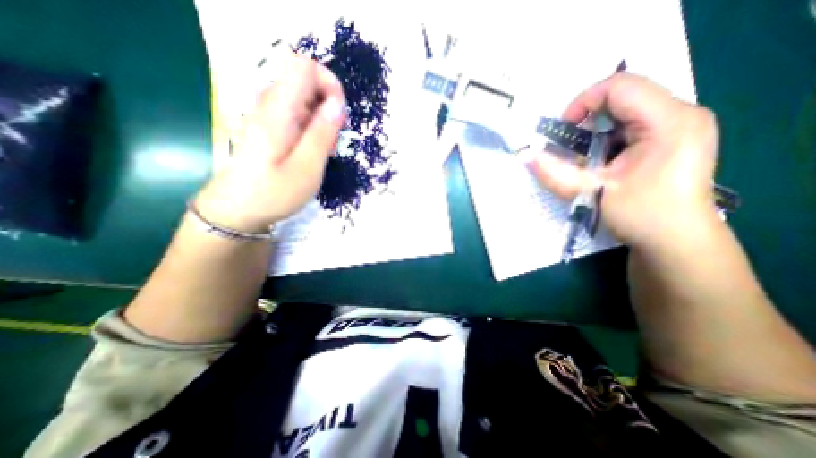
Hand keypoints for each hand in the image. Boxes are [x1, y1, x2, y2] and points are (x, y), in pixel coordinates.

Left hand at [195, 54, 345, 232]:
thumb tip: (337, 104)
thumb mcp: (307, 168)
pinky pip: (298, 115)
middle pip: (305, 81)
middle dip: (329, 105)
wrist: (238, 209)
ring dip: (323, 119)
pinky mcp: (271, 127)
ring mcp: (269, 116)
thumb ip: (322, 134)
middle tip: (333, 139)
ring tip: (325, 149)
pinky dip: (313, 127)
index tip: (340, 113)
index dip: (328, 82)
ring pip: (304, 99)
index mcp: (278, 111)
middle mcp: (270, 105)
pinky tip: (313, 150)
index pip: (303, 66)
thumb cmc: (273, 193)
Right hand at [526, 75, 715, 254]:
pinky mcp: (674, 137)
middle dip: (588, 117)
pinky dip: (608, 137)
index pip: (621, 86)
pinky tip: (602, 160)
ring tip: (585, 156)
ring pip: (627, 109)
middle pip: (624, 95)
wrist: (677, 241)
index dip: (583, 102)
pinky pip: (633, 123)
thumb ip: (554, 173)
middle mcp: (682, 114)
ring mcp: (681, 125)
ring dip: (597, 129)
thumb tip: (524, 156)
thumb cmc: (641, 216)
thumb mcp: (590, 193)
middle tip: (570, 145)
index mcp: (669, 122)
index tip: (564, 130)